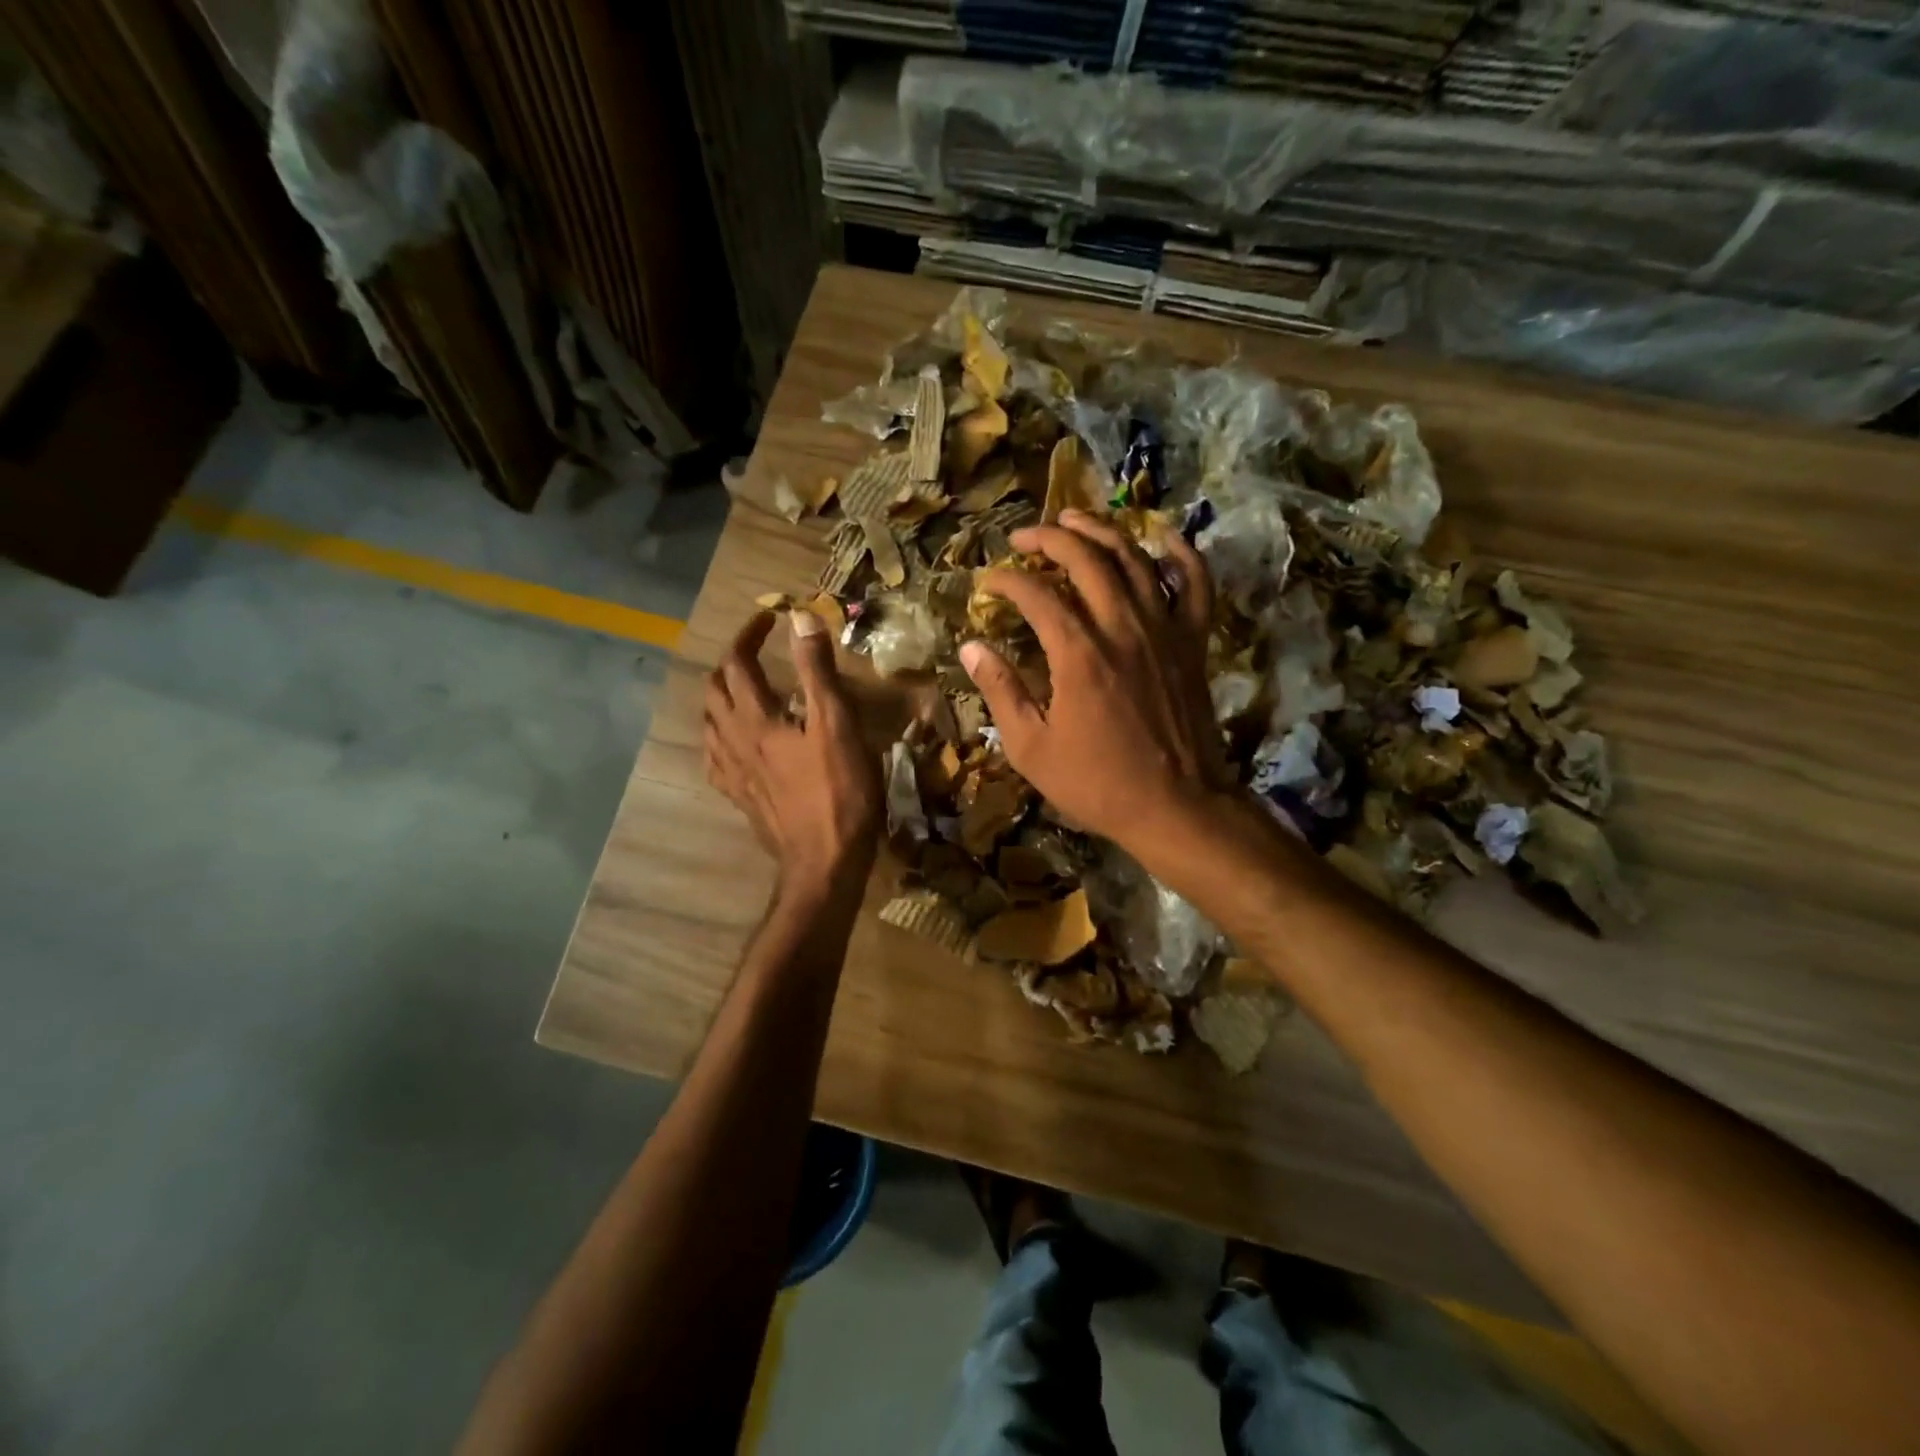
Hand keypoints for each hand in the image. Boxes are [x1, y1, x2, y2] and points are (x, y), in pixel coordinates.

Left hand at [705, 610, 883, 898]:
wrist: (824, 862)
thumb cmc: (839, 792)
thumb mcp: (836, 724)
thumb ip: (817, 670)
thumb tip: (801, 617)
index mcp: (756, 720)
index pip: (737, 664)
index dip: (748, 635)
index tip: (769, 619)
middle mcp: (734, 742)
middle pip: (714, 692)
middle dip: (730, 663)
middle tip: (756, 652)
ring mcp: (733, 773)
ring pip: (709, 724)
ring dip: (721, 697)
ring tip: (744, 690)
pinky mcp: (740, 798)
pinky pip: (715, 759)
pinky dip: (721, 737)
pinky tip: (736, 742)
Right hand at [959, 509, 1231, 852]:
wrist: (1176, 806)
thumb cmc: (1097, 783)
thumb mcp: (1031, 748)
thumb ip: (1000, 691)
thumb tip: (970, 647)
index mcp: (1078, 653)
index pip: (1035, 593)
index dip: (1006, 580)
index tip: (988, 583)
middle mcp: (1122, 626)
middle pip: (1085, 558)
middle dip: (1050, 537)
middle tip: (1024, 537)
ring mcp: (1164, 629)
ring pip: (1134, 558)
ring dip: (1101, 531)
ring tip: (1075, 520)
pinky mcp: (1194, 641)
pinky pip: (1195, 584)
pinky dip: (1181, 554)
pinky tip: (1162, 537)